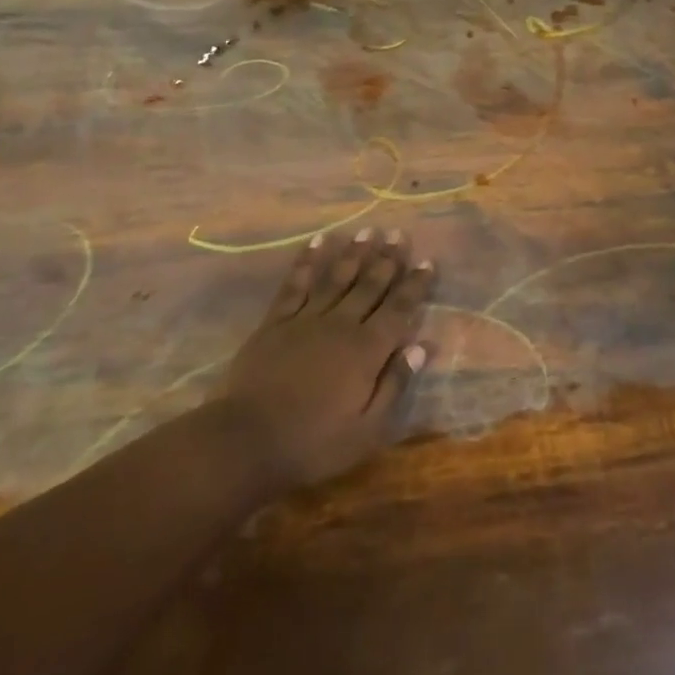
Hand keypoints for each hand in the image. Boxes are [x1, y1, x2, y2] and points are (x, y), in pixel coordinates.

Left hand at [218, 228, 434, 487]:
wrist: (247, 441)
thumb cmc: (314, 443)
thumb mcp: (367, 430)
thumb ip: (394, 384)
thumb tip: (422, 347)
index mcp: (367, 350)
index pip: (399, 309)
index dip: (415, 284)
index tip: (427, 260)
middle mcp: (341, 324)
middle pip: (370, 285)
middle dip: (387, 258)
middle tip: (399, 233)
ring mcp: (306, 319)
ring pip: (337, 277)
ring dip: (354, 253)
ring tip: (368, 230)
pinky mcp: (276, 321)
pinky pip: (296, 284)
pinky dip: (308, 261)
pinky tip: (318, 242)